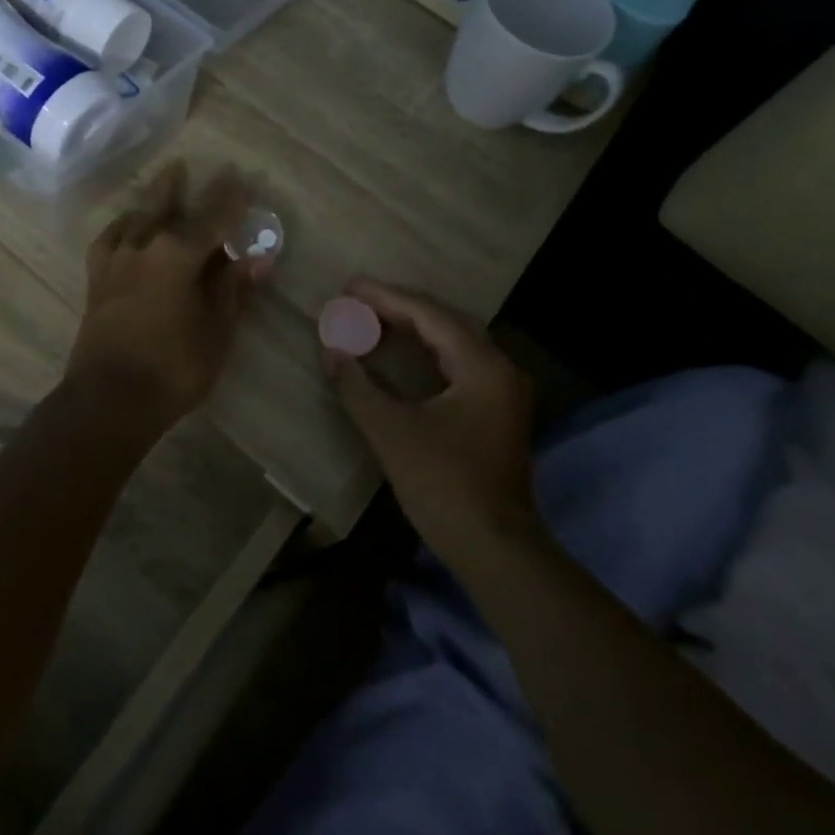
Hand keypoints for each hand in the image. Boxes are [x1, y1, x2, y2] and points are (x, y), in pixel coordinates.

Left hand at [66, 163, 268, 425]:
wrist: (109, 400)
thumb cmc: (173, 368)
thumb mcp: (216, 330)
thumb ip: (232, 289)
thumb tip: (255, 259)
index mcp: (177, 255)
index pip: (212, 218)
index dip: (229, 200)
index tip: (241, 179)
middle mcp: (143, 247)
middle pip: (166, 206)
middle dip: (183, 186)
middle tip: (194, 166)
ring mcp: (115, 262)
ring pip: (135, 218)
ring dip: (152, 199)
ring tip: (163, 182)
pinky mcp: (96, 280)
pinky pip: (108, 241)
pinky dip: (121, 227)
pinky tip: (127, 227)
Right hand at [323, 280, 540, 568]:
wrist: (496, 548)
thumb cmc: (443, 485)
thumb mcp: (391, 432)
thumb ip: (357, 386)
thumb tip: (330, 350)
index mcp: (482, 365)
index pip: (429, 316)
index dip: (387, 298)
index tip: (350, 286)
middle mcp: (500, 368)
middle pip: (446, 322)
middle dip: (400, 308)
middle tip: (358, 300)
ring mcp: (504, 391)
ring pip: (455, 342)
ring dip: (415, 329)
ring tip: (374, 319)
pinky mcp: (498, 411)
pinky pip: (461, 363)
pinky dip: (429, 352)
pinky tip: (405, 354)